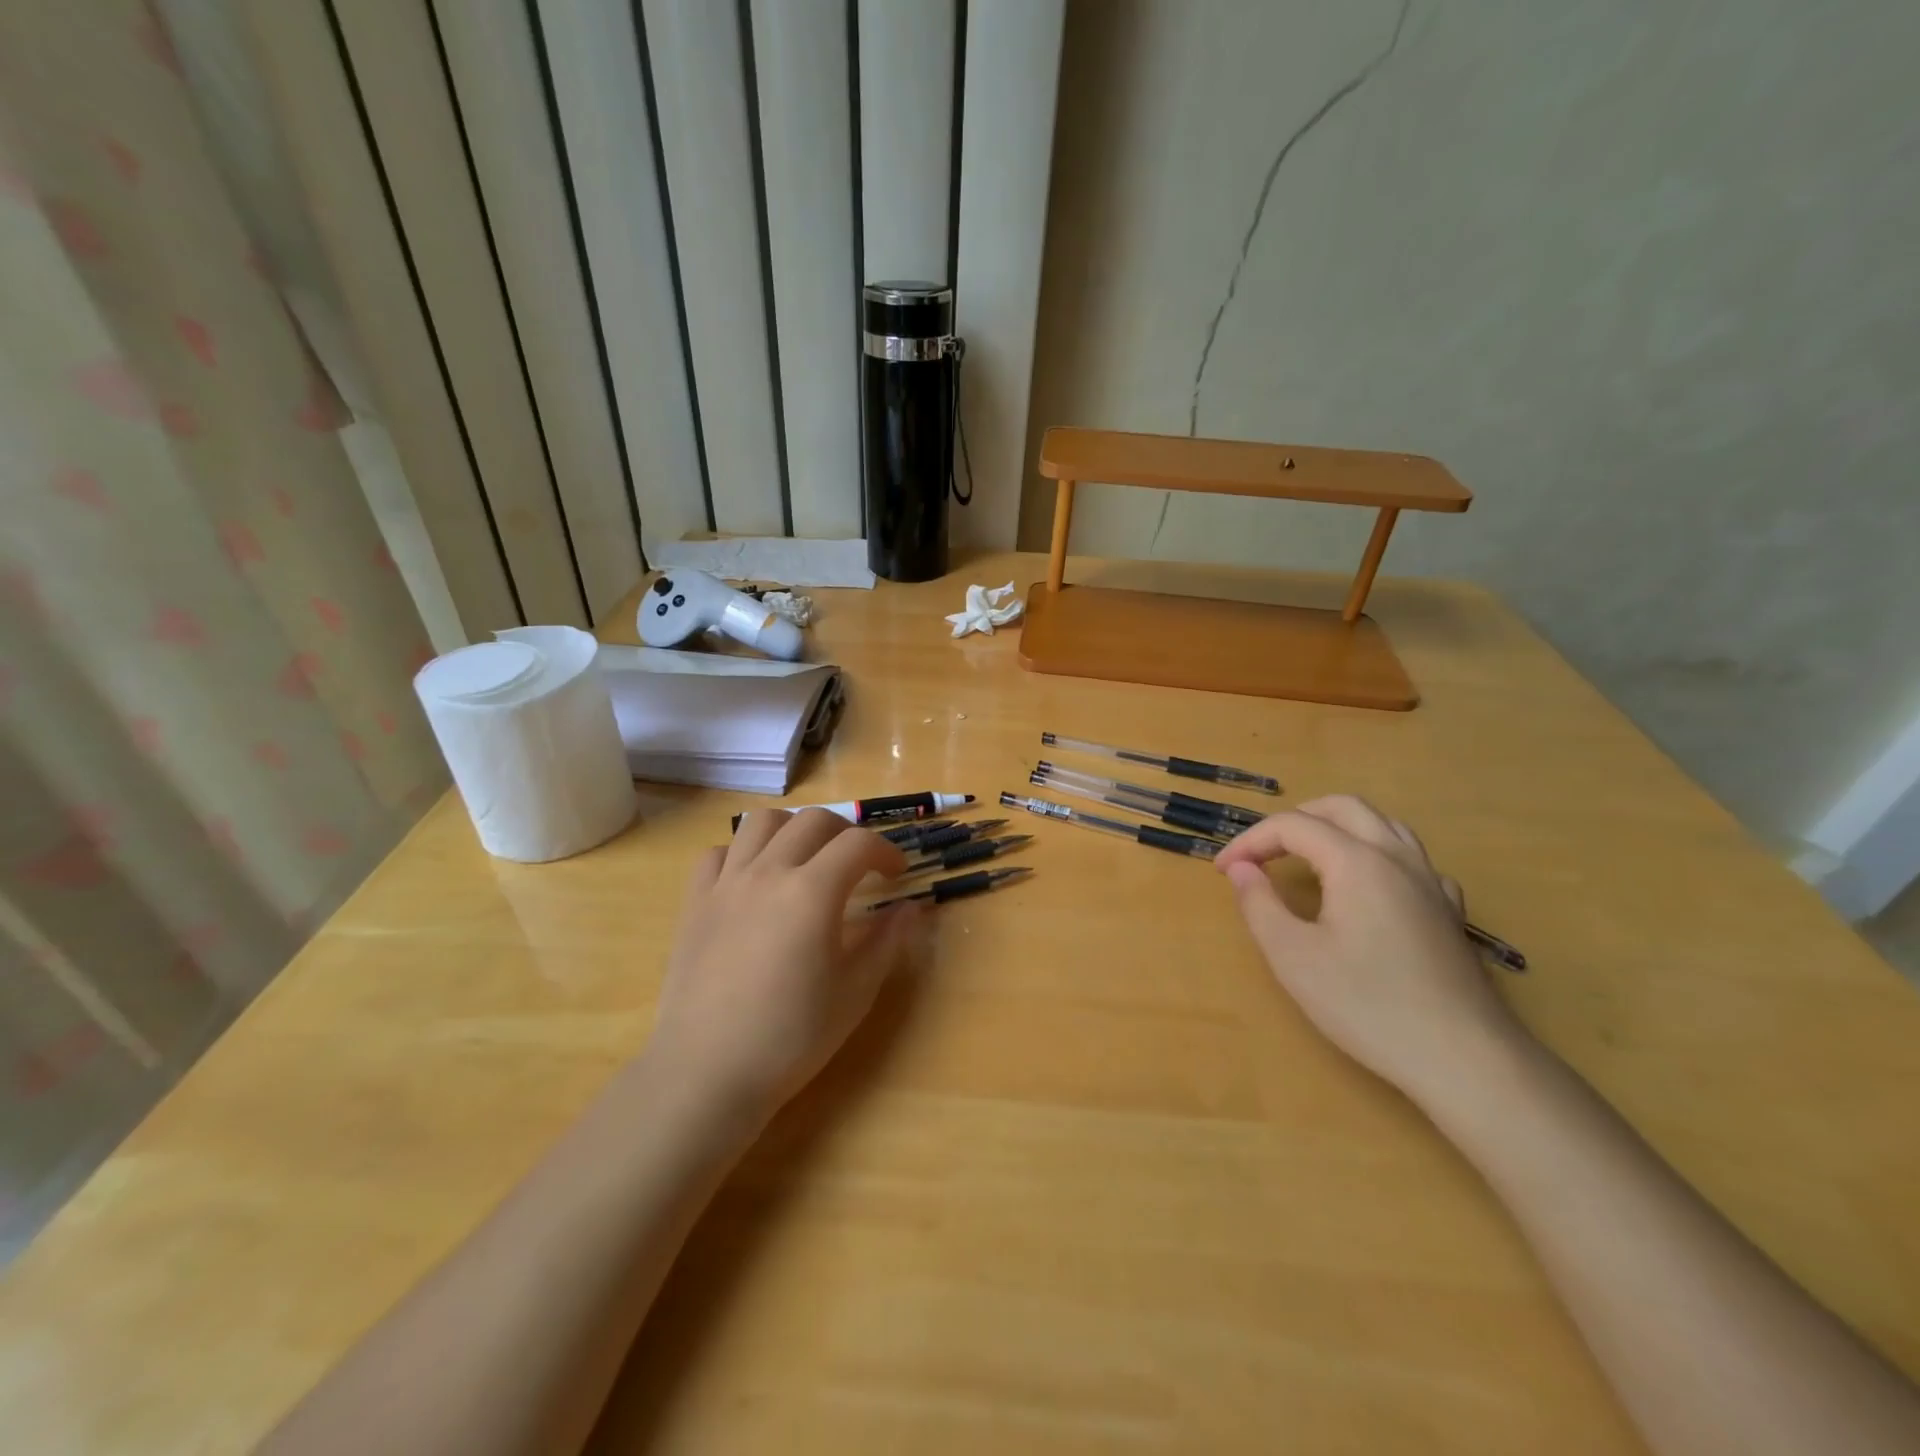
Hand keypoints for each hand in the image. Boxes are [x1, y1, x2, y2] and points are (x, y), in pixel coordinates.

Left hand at [651, 809, 924, 1118]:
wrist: (706, 1073)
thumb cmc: (790, 1038)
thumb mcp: (854, 993)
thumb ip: (886, 942)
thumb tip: (910, 908)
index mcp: (812, 892)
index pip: (858, 844)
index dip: (886, 851)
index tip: (897, 874)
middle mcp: (768, 872)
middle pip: (813, 820)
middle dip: (846, 832)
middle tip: (859, 864)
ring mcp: (726, 883)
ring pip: (762, 822)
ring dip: (794, 829)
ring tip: (806, 857)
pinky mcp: (694, 902)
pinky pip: (720, 853)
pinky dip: (744, 853)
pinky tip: (755, 881)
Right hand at [1215, 795, 1524, 1102]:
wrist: (1463, 1058)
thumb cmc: (1367, 1005)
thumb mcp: (1293, 957)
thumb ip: (1259, 904)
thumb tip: (1241, 869)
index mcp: (1356, 861)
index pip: (1292, 826)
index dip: (1250, 841)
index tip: (1223, 870)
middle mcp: (1397, 858)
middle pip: (1343, 808)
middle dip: (1295, 819)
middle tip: (1263, 851)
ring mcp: (1431, 882)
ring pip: (1383, 825)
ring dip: (1337, 827)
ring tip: (1308, 857)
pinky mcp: (1449, 911)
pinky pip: (1411, 859)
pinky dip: (1376, 855)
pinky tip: (1368, 888)